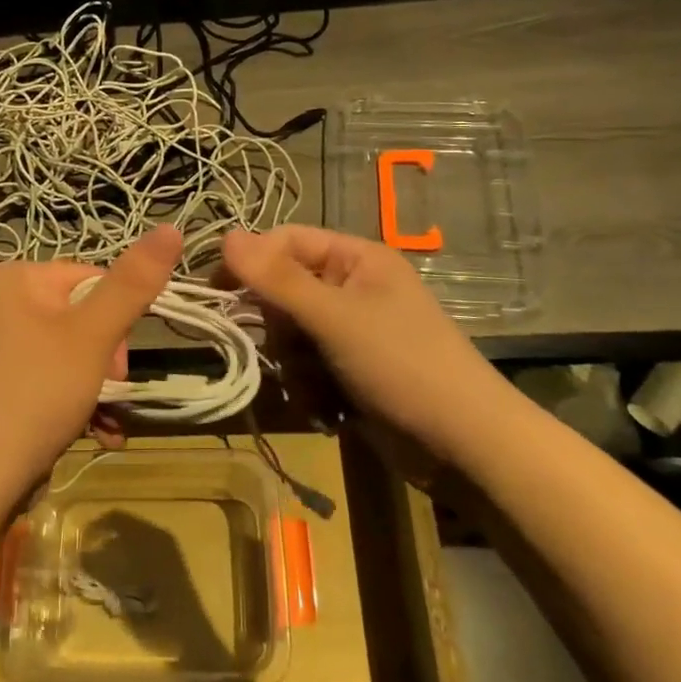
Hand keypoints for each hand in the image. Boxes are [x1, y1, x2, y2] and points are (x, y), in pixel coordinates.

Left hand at [0, 225, 182, 503]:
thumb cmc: (37, 394)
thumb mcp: (93, 335)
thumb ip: (133, 283)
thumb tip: (170, 227)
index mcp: (19, 278)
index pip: (95, 278)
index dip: (118, 319)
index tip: (118, 362)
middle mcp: (8, 303)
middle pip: (88, 317)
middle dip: (109, 359)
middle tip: (108, 391)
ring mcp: (7, 345)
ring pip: (80, 352)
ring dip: (103, 387)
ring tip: (104, 420)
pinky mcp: (11, 382)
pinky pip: (60, 377)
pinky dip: (83, 402)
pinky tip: (98, 433)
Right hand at [224, 226, 490, 444]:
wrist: (465, 446)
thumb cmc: (402, 364)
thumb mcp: (334, 317)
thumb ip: (277, 279)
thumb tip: (226, 235)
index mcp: (356, 258)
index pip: (286, 241)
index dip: (251, 261)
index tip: (215, 289)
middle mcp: (352, 288)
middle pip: (283, 291)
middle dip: (282, 328)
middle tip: (294, 349)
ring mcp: (352, 332)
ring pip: (290, 335)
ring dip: (295, 365)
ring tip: (320, 388)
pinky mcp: (350, 370)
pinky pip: (306, 367)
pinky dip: (309, 389)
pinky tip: (329, 409)